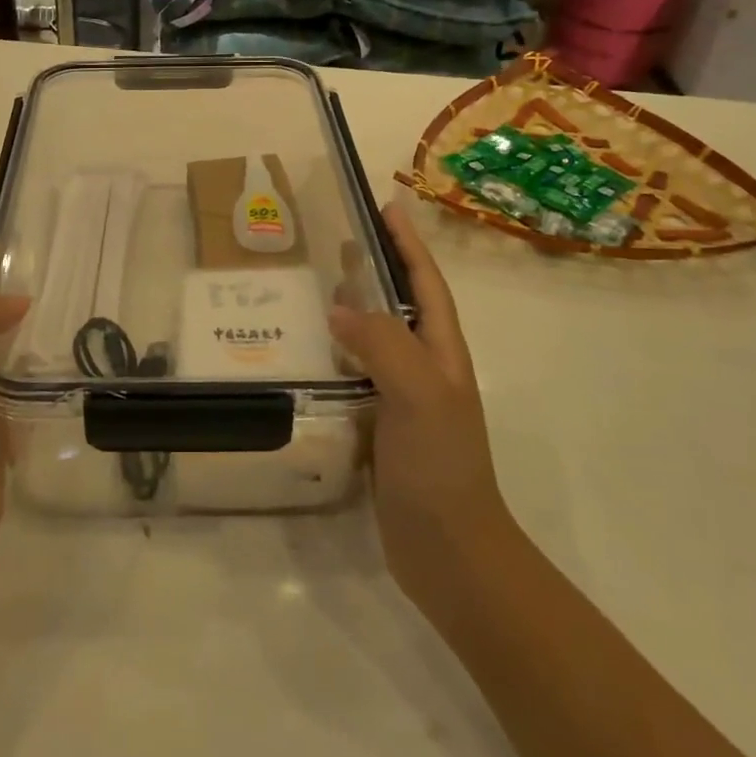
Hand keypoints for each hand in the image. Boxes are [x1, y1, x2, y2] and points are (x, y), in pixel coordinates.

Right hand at [328, 199, 509, 613]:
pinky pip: (353, 374)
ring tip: (314, 286)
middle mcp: (423, 367)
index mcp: (440, 351)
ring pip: (373, 337)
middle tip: (336, 238)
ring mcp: (401, 397)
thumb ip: (382, 344)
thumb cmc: (441, 465)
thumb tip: (339, 307)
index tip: (386, 205)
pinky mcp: (378, 425)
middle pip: (399, 303)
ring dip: (351, 308)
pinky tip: (306, 352)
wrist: (449, 551)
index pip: (425, 282)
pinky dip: (332, 353)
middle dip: (376, 267)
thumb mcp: (418, 393)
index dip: (408, 243)